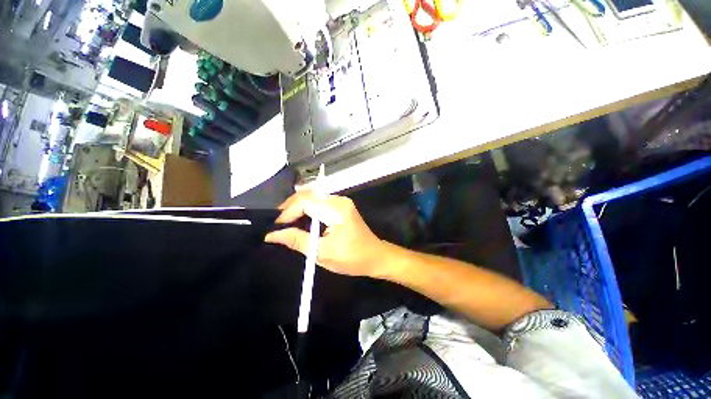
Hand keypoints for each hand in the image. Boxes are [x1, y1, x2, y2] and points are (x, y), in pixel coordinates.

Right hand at [265, 191, 388, 277]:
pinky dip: (306, 209)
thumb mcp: (322, 253)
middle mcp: (339, 200)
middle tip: (277, 224)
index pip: (305, 202)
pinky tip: (300, 219)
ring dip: (297, 207)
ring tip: (285, 222)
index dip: (287, 212)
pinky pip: (319, 201)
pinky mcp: (341, 205)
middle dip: (289, 207)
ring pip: (312, 196)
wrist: (375, 256)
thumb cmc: (352, 258)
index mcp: (337, 210)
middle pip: (308, 195)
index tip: (275, 227)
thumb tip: (272, 234)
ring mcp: (341, 201)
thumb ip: (297, 240)